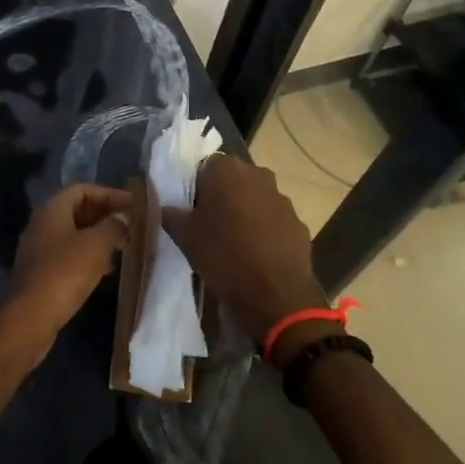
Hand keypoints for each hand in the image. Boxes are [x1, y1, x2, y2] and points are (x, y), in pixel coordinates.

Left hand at [6, 183, 130, 337]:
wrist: (30, 317)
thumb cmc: (65, 272)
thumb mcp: (96, 245)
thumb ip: (113, 225)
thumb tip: (123, 217)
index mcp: (52, 209)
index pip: (83, 189)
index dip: (109, 194)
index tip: (132, 205)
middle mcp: (42, 223)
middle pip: (78, 210)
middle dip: (105, 216)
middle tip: (130, 226)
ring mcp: (39, 249)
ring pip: (74, 234)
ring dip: (98, 237)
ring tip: (123, 247)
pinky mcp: (41, 272)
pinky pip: (69, 255)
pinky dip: (88, 256)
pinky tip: (106, 270)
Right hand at [162, 155, 328, 352]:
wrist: (275, 297)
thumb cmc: (223, 256)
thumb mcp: (184, 236)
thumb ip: (171, 214)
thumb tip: (166, 208)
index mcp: (227, 170)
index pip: (205, 166)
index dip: (197, 188)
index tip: (192, 211)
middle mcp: (257, 175)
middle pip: (233, 180)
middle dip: (223, 197)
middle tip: (210, 225)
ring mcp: (282, 199)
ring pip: (256, 199)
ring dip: (246, 213)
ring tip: (235, 243)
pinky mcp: (299, 223)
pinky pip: (275, 220)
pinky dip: (266, 231)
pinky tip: (257, 255)